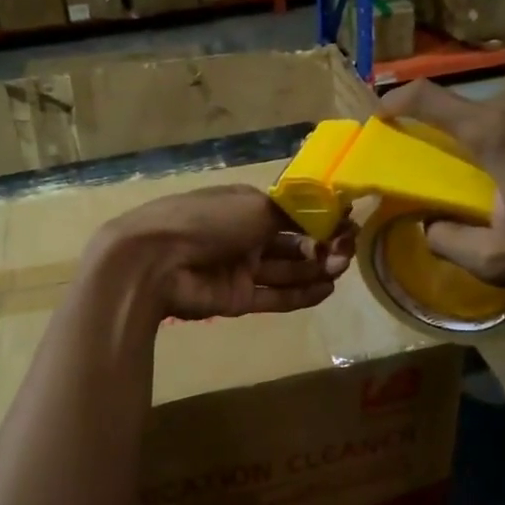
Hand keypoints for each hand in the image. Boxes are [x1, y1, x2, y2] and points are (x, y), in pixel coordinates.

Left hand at [90, 185, 354, 320]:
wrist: (157, 261)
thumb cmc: (208, 221)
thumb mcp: (256, 206)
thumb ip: (294, 213)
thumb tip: (329, 210)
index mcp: (245, 206)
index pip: (290, 214)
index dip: (319, 219)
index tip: (347, 224)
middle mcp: (245, 235)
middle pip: (292, 243)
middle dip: (321, 246)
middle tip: (346, 252)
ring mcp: (241, 268)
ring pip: (286, 271)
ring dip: (316, 269)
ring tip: (341, 269)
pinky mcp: (238, 299)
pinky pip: (275, 296)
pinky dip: (301, 294)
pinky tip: (327, 290)